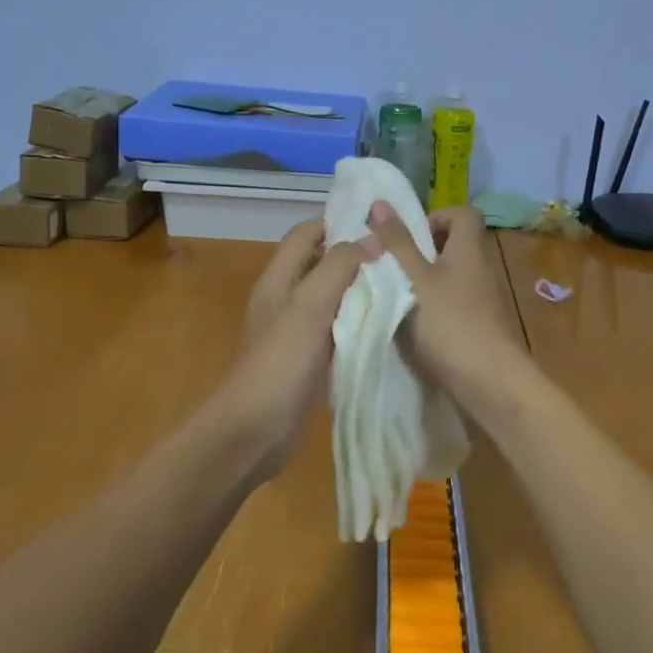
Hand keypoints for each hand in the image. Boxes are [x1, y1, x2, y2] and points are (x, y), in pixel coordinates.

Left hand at [217, 218, 375, 476]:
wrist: (252, 431)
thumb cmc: (280, 361)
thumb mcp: (310, 306)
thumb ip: (339, 267)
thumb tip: (371, 238)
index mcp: (278, 278)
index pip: (307, 233)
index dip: (337, 221)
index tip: (377, 220)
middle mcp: (284, 297)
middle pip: (320, 262)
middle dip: (354, 253)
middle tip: (398, 252)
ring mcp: (294, 330)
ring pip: (330, 295)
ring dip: (358, 287)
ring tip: (400, 282)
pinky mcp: (306, 358)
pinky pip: (335, 327)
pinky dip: (356, 319)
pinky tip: (384, 323)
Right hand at [366, 202, 526, 412]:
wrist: (490, 384)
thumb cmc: (450, 323)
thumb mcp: (414, 279)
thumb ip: (397, 243)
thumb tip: (380, 202)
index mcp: (469, 250)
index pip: (464, 214)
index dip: (436, 217)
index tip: (409, 237)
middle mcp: (480, 270)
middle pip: (454, 246)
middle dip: (421, 253)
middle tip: (393, 268)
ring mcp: (482, 302)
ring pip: (451, 278)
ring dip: (423, 283)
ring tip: (394, 298)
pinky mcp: (479, 329)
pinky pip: (452, 305)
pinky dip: (432, 309)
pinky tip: (410, 328)